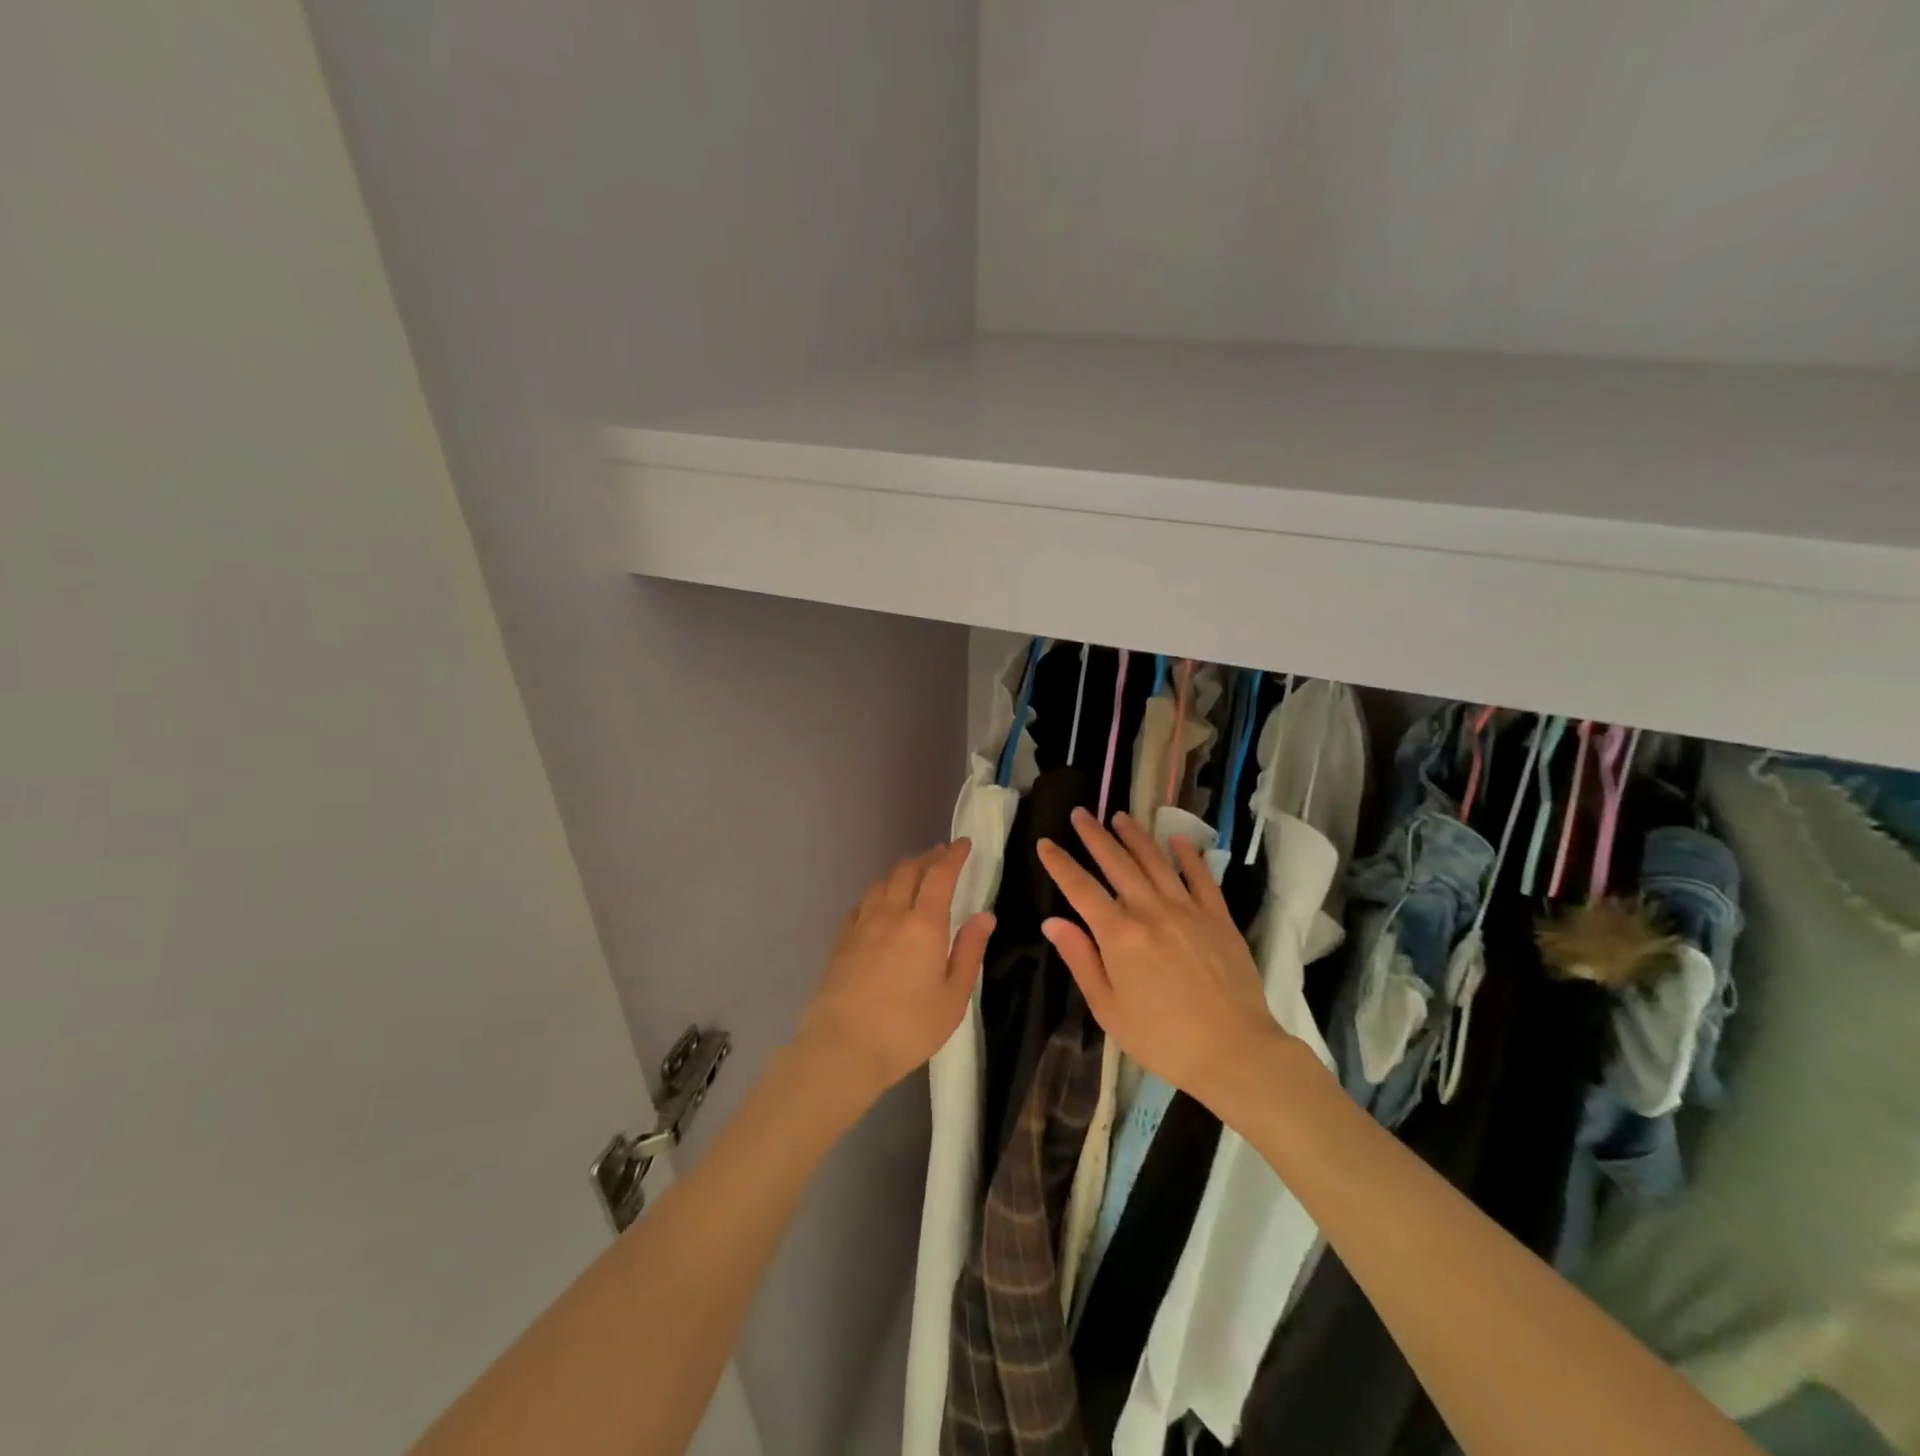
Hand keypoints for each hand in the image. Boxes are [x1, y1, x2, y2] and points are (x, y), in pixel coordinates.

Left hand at [798, 840, 994, 1101]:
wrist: (842, 1048)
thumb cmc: (908, 1028)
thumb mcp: (953, 997)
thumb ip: (969, 951)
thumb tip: (984, 915)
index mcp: (924, 924)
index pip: (940, 875)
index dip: (953, 855)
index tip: (963, 843)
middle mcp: (891, 913)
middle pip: (908, 870)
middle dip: (928, 857)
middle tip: (941, 855)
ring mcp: (862, 925)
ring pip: (883, 882)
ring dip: (903, 870)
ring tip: (914, 873)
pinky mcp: (842, 940)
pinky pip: (863, 902)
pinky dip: (879, 892)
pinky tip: (881, 902)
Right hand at [1037, 809, 1286, 1112]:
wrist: (1234, 1051)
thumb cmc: (1162, 1038)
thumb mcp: (1108, 1008)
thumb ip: (1080, 960)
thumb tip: (1053, 922)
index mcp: (1119, 935)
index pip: (1081, 888)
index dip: (1060, 864)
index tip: (1045, 843)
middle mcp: (1151, 911)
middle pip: (1117, 863)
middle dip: (1095, 836)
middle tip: (1080, 813)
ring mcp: (1188, 910)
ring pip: (1156, 861)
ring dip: (1136, 836)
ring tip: (1120, 816)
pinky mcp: (1218, 918)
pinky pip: (1201, 877)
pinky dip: (1188, 855)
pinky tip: (1178, 840)